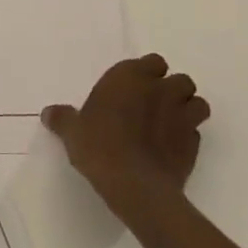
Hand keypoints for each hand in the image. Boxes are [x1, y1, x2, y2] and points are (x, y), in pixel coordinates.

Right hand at [42, 56, 210, 235]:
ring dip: (187, 110)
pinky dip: (187, 137)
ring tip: (169, 124)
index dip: (146, 73)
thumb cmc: (98, 147)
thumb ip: (63, 118)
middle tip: (151, 106)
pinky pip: (195, 133)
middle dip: (171, 90)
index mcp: (131, 78)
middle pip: (180, 80)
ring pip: (197, 103)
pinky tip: (170, 148)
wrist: (134, 185)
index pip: (152, 62)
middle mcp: (161, 91)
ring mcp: (183, 117)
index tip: (133, 88)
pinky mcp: (194, 144)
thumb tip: (49, 113)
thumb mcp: (72, 132)